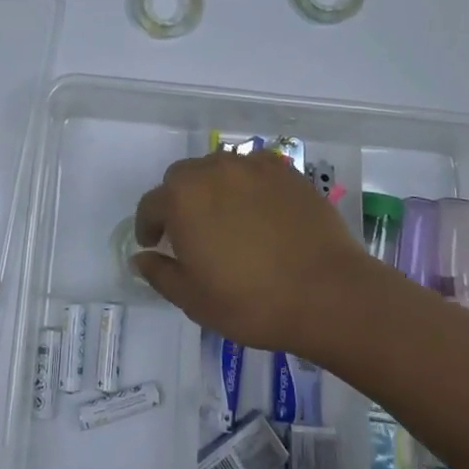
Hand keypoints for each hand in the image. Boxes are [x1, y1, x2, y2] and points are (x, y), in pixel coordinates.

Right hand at [130, 150, 374, 354]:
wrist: (327, 293)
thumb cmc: (251, 302)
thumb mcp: (194, 299)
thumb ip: (160, 274)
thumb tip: (141, 258)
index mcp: (182, 199)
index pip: (151, 204)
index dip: (148, 225)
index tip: (154, 244)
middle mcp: (212, 170)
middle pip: (182, 177)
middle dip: (179, 201)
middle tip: (190, 232)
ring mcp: (252, 166)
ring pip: (218, 168)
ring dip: (213, 189)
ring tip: (227, 219)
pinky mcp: (286, 171)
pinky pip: (254, 170)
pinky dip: (248, 185)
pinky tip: (260, 212)